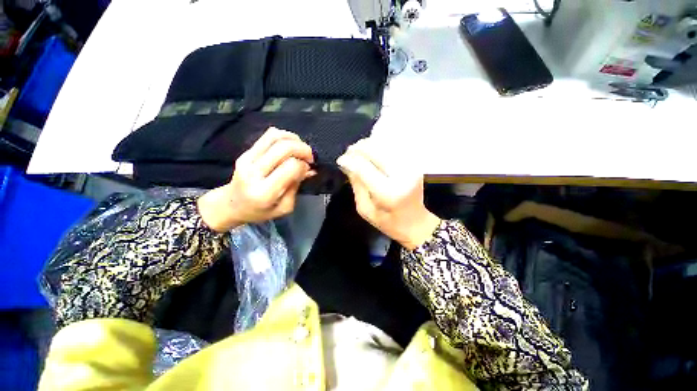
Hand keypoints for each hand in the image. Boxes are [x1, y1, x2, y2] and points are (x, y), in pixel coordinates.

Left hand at [198, 127, 314, 231]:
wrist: (232, 205)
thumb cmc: (261, 211)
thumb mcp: (285, 207)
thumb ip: (297, 186)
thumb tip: (310, 169)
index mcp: (264, 192)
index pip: (291, 167)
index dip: (304, 165)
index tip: (308, 170)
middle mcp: (254, 172)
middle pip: (284, 147)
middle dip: (303, 149)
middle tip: (310, 157)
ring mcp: (247, 159)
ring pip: (275, 136)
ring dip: (295, 140)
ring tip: (301, 149)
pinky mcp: (246, 151)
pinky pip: (268, 135)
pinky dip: (285, 136)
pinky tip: (290, 145)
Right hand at [337, 138, 439, 249]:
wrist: (416, 223)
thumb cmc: (388, 222)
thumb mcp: (365, 209)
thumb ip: (357, 185)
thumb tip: (346, 163)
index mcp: (388, 192)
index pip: (364, 167)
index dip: (349, 160)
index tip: (340, 160)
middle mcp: (401, 175)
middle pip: (375, 150)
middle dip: (358, 148)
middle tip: (348, 153)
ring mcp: (411, 167)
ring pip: (385, 144)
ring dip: (368, 145)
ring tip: (359, 152)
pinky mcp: (414, 163)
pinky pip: (393, 147)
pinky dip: (379, 145)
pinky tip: (373, 153)